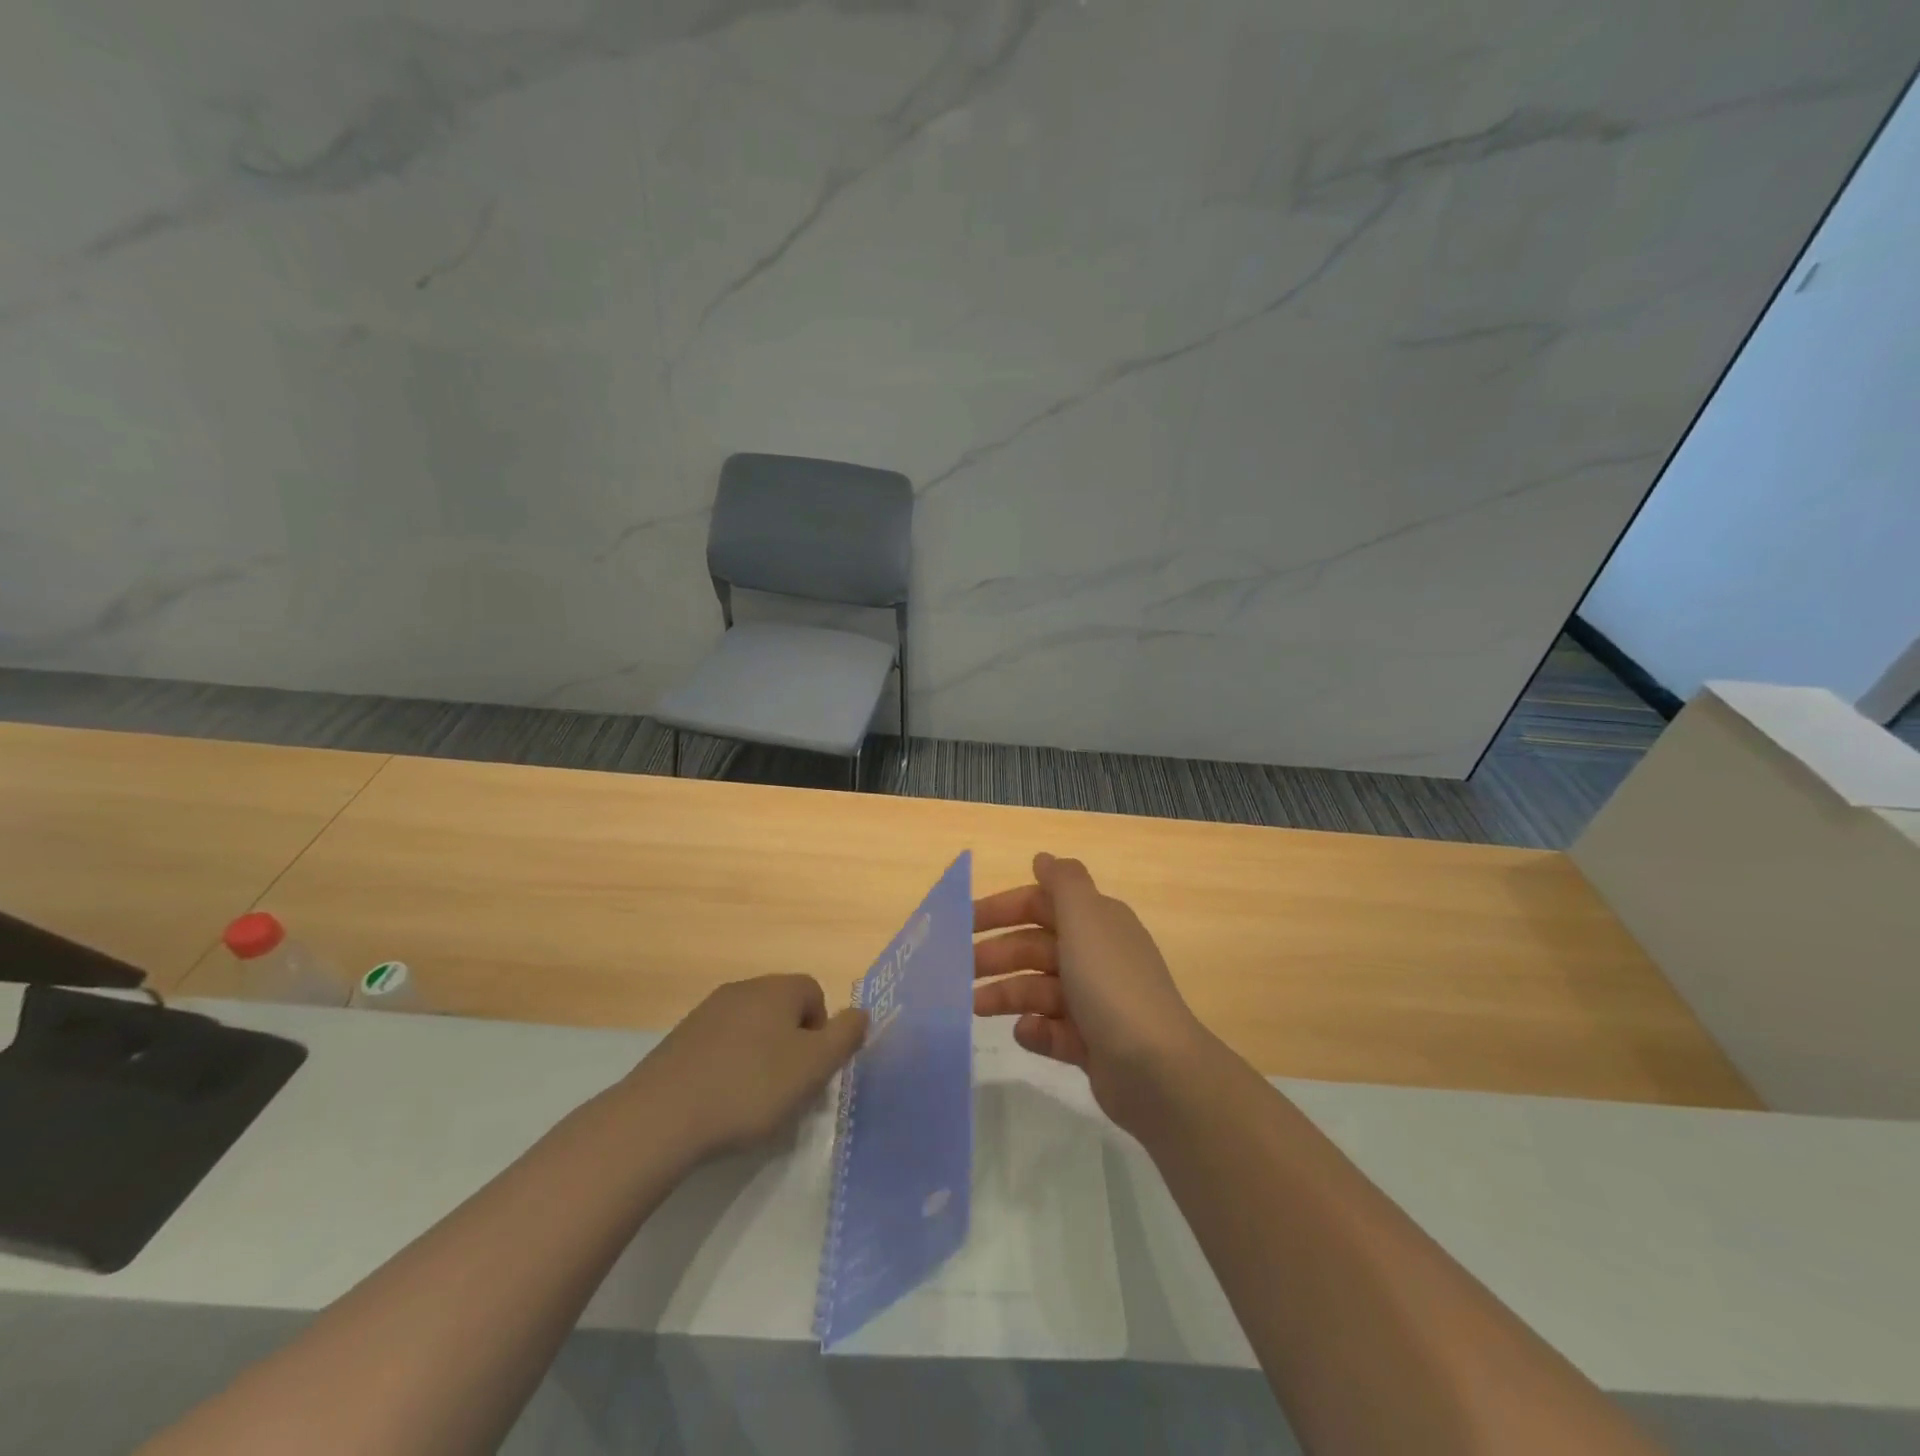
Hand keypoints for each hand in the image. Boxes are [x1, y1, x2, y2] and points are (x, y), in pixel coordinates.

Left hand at [625, 975, 868, 1159]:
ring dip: (760, 1058)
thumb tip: (861, 1012)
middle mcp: (743, 989)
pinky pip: (720, 1046)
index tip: (812, 1070)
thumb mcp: (813, 1067)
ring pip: (751, 1029)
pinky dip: (729, 1068)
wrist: (661, 1117)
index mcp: (777, 989)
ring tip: (753, 1101)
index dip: (821, 1032)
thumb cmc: (750, 1088)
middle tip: (788, 1088)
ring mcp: (706, 1012)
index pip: (815, 994)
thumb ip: (845, 1036)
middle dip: (792, 1045)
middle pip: (783, 1010)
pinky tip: (721, 1102)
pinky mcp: (679, 1040)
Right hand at [973, 853, 1213, 1127]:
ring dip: (1006, 993)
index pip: (1041, 904)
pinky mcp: (1091, 1044)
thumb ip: (1063, 882)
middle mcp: (1096, 956)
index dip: (1002, 909)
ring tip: (975, 1006)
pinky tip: (1024, 1032)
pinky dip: (1035, 1029)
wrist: (1155, 1068)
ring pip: (1038, 989)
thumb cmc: (1111, 983)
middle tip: (959, 968)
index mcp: (1096, 922)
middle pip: (1036, 947)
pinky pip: (1052, 1030)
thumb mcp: (1086, 918)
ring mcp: (1095, 1003)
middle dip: (998, 954)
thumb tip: (1043, 858)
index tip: (964, 922)